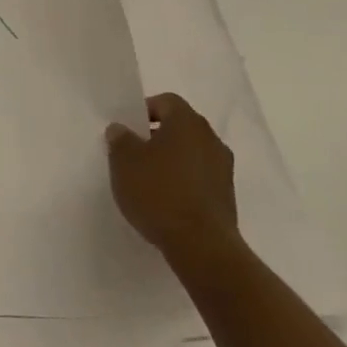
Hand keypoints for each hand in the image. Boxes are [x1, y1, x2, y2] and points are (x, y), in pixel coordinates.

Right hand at [107, 93, 240, 280]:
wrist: (201, 245)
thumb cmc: (158, 192)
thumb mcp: (124, 161)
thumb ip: (120, 139)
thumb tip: (121, 129)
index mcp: (187, 122)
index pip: (166, 101)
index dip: (145, 110)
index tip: (128, 130)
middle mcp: (211, 139)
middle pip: (181, 126)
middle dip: (157, 136)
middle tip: (134, 153)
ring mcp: (223, 168)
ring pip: (191, 152)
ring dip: (172, 160)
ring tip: (148, 180)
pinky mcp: (226, 196)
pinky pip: (200, 177)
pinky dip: (183, 181)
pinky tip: (166, 200)